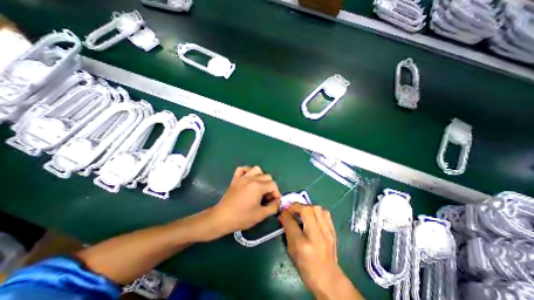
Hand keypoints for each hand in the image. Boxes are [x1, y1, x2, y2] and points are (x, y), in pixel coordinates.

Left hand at [210, 166, 280, 235]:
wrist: (221, 218)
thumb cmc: (241, 217)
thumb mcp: (260, 215)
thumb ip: (272, 207)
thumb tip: (277, 203)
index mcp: (258, 186)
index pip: (273, 185)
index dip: (276, 194)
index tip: (274, 203)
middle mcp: (251, 178)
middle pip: (267, 176)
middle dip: (270, 187)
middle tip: (267, 198)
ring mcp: (242, 177)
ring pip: (256, 169)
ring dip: (261, 177)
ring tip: (259, 187)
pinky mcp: (235, 179)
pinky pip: (242, 169)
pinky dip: (247, 171)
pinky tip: (249, 179)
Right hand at [280, 202, 362, 297]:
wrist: (329, 279)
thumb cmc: (306, 267)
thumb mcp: (292, 251)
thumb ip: (287, 231)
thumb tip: (283, 216)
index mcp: (303, 245)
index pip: (291, 222)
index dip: (285, 213)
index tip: (282, 210)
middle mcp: (316, 236)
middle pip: (307, 210)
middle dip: (296, 206)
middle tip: (291, 209)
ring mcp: (327, 232)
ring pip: (317, 209)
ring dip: (307, 207)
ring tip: (302, 212)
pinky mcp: (333, 231)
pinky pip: (325, 213)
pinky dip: (317, 211)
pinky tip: (312, 216)